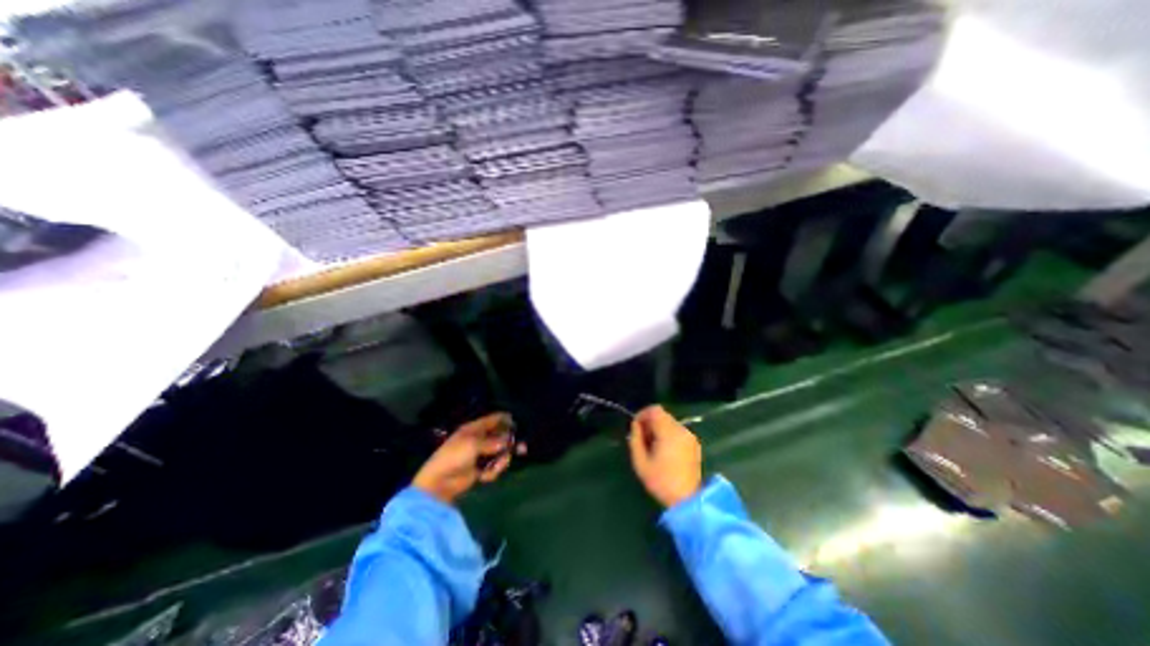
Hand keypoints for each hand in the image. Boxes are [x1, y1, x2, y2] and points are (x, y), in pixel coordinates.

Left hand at [413, 413, 523, 505]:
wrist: (439, 482)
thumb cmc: (454, 456)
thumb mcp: (473, 444)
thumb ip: (492, 441)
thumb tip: (507, 441)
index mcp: (474, 429)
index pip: (493, 419)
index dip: (505, 419)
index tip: (516, 423)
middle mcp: (479, 440)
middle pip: (500, 437)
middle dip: (509, 443)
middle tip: (522, 448)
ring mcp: (480, 455)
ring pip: (500, 453)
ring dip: (501, 460)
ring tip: (498, 465)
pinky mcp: (480, 469)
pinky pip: (494, 467)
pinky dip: (492, 471)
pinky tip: (484, 476)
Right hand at [628, 407, 700, 506]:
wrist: (687, 500)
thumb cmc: (661, 481)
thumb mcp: (640, 462)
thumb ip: (635, 439)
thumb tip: (635, 425)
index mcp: (669, 433)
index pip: (655, 410)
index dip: (643, 414)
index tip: (636, 427)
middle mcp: (681, 430)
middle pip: (662, 415)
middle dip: (650, 423)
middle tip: (643, 439)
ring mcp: (690, 436)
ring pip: (669, 422)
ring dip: (659, 429)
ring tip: (653, 446)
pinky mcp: (694, 443)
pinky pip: (677, 431)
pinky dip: (668, 434)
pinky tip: (664, 451)